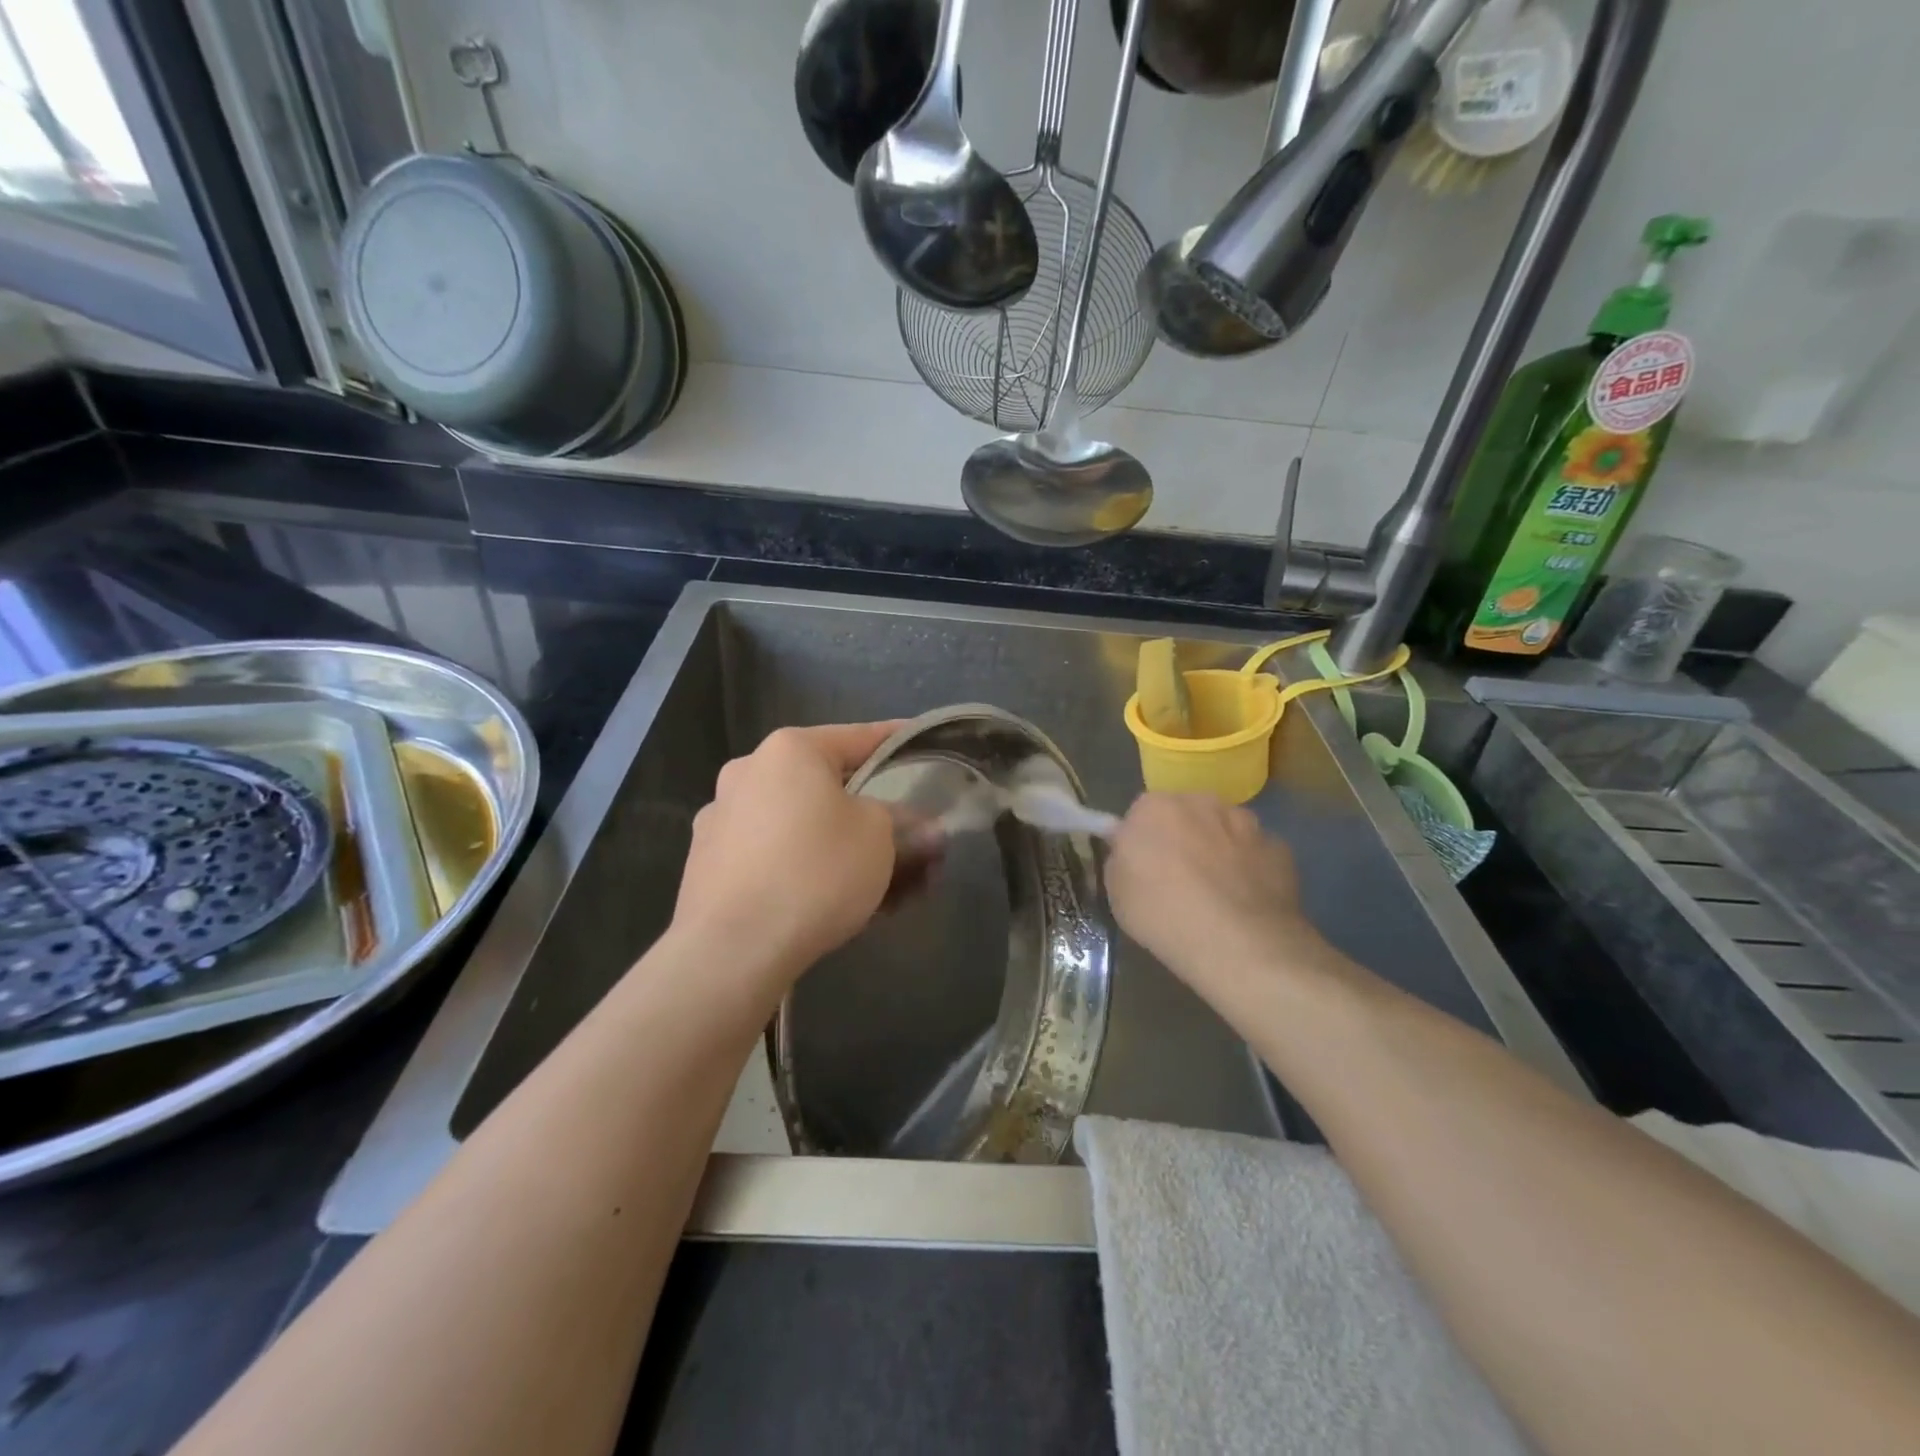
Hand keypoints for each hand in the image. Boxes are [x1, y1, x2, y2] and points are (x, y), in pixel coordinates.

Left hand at [671, 722, 903, 994]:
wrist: (731, 950)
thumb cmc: (815, 872)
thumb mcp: (881, 838)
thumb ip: (904, 823)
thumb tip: (922, 831)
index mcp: (788, 751)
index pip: (859, 737)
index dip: (897, 742)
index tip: (921, 744)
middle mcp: (748, 773)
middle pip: (827, 786)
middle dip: (872, 813)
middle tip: (908, 839)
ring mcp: (721, 820)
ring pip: (800, 825)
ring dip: (841, 846)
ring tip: (880, 885)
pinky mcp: (708, 866)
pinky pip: (774, 856)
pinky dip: (806, 868)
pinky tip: (833, 903)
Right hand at [1105, 793, 1324, 1003]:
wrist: (1238, 942)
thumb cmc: (1163, 914)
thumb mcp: (1117, 892)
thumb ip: (1122, 861)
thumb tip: (1131, 853)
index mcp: (1154, 807)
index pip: (1141, 814)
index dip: (1143, 842)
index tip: (1143, 870)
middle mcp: (1201, 802)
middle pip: (1186, 815)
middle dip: (1183, 839)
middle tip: (1178, 881)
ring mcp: (1246, 822)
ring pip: (1225, 831)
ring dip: (1219, 851)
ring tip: (1218, 895)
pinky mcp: (1280, 848)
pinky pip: (1256, 855)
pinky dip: (1251, 871)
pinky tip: (1247, 903)